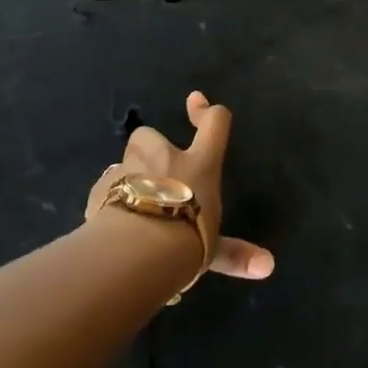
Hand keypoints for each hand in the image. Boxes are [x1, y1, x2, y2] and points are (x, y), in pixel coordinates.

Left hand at [87, 90, 274, 280]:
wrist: (133, 252)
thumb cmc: (185, 241)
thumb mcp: (214, 252)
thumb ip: (236, 255)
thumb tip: (269, 267)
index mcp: (198, 165)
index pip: (214, 125)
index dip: (208, 111)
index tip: (196, 101)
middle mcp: (163, 159)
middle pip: (151, 136)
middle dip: (150, 148)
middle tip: (157, 177)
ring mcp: (127, 171)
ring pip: (124, 163)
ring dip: (128, 178)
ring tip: (133, 207)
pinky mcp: (99, 191)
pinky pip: (104, 190)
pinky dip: (108, 202)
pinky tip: (111, 226)